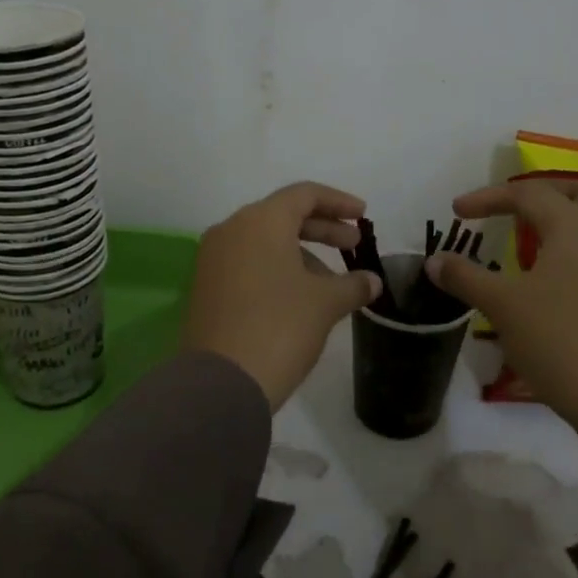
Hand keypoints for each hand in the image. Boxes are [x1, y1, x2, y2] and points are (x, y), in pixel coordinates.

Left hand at [183, 182, 382, 409]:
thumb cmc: (279, 327)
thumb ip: (352, 284)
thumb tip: (372, 281)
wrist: (221, 382)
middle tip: (354, 247)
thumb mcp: (325, 303)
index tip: (363, 217)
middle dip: (323, 230)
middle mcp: (231, 230)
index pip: (304, 195)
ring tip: (332, 283)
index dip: (338, 203)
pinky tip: (300, 297)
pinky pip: (248, 264)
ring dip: (301, 254)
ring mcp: (213, 259)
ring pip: (265, 242)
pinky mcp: (206, 287)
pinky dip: (277, 270)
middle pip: (283, 216)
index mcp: (260, 221)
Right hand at [426, 179, 577, 443]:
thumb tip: (433, 261)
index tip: (457, 212)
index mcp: (573, 227)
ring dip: (565, 218)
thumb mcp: (502, 306)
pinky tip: (556, 275)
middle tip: (512, 208)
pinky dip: (577, 248)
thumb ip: (466, 277)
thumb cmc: (558, 339)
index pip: (528, 194)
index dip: (488, 198)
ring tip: (533, 237)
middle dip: (542, 192)